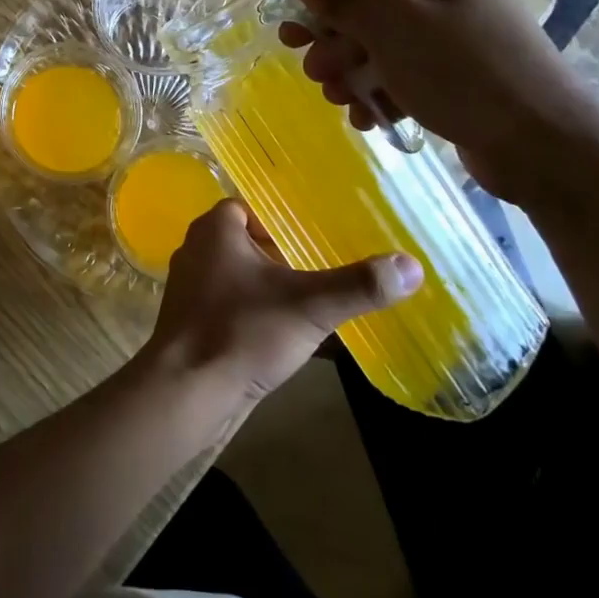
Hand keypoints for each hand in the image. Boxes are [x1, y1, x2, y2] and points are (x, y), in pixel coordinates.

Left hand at [143, 199, 421, 405]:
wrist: (187, 390)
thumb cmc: (242, 332)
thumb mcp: (309, 306)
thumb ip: (358, 285)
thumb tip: (411, 265)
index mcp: (214, 228)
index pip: (250, 207)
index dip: (281, 221)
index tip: (314, 239)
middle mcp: (196, 249)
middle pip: (245, 240)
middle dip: (279, 255)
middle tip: (318, 271)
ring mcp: (188, 286)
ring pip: (235, 274)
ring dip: (266, 286)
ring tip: (306, 303)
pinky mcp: (188, 321)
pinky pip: (226, 304)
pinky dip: (251, 312)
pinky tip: (279, 335)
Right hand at [278, 0, 598, 205]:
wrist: (544, 144)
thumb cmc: (461, 71)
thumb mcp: (391, 27)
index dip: (324, 10)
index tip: (292, 41)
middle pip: (375, 16)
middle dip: (340, 49)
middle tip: (318, 77)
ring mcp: (466, 38)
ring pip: (390, 50)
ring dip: (357, 75)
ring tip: (340, 102)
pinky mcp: (470, 78)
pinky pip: (413, 76)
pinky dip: (386, 93)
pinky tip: (370, 118)